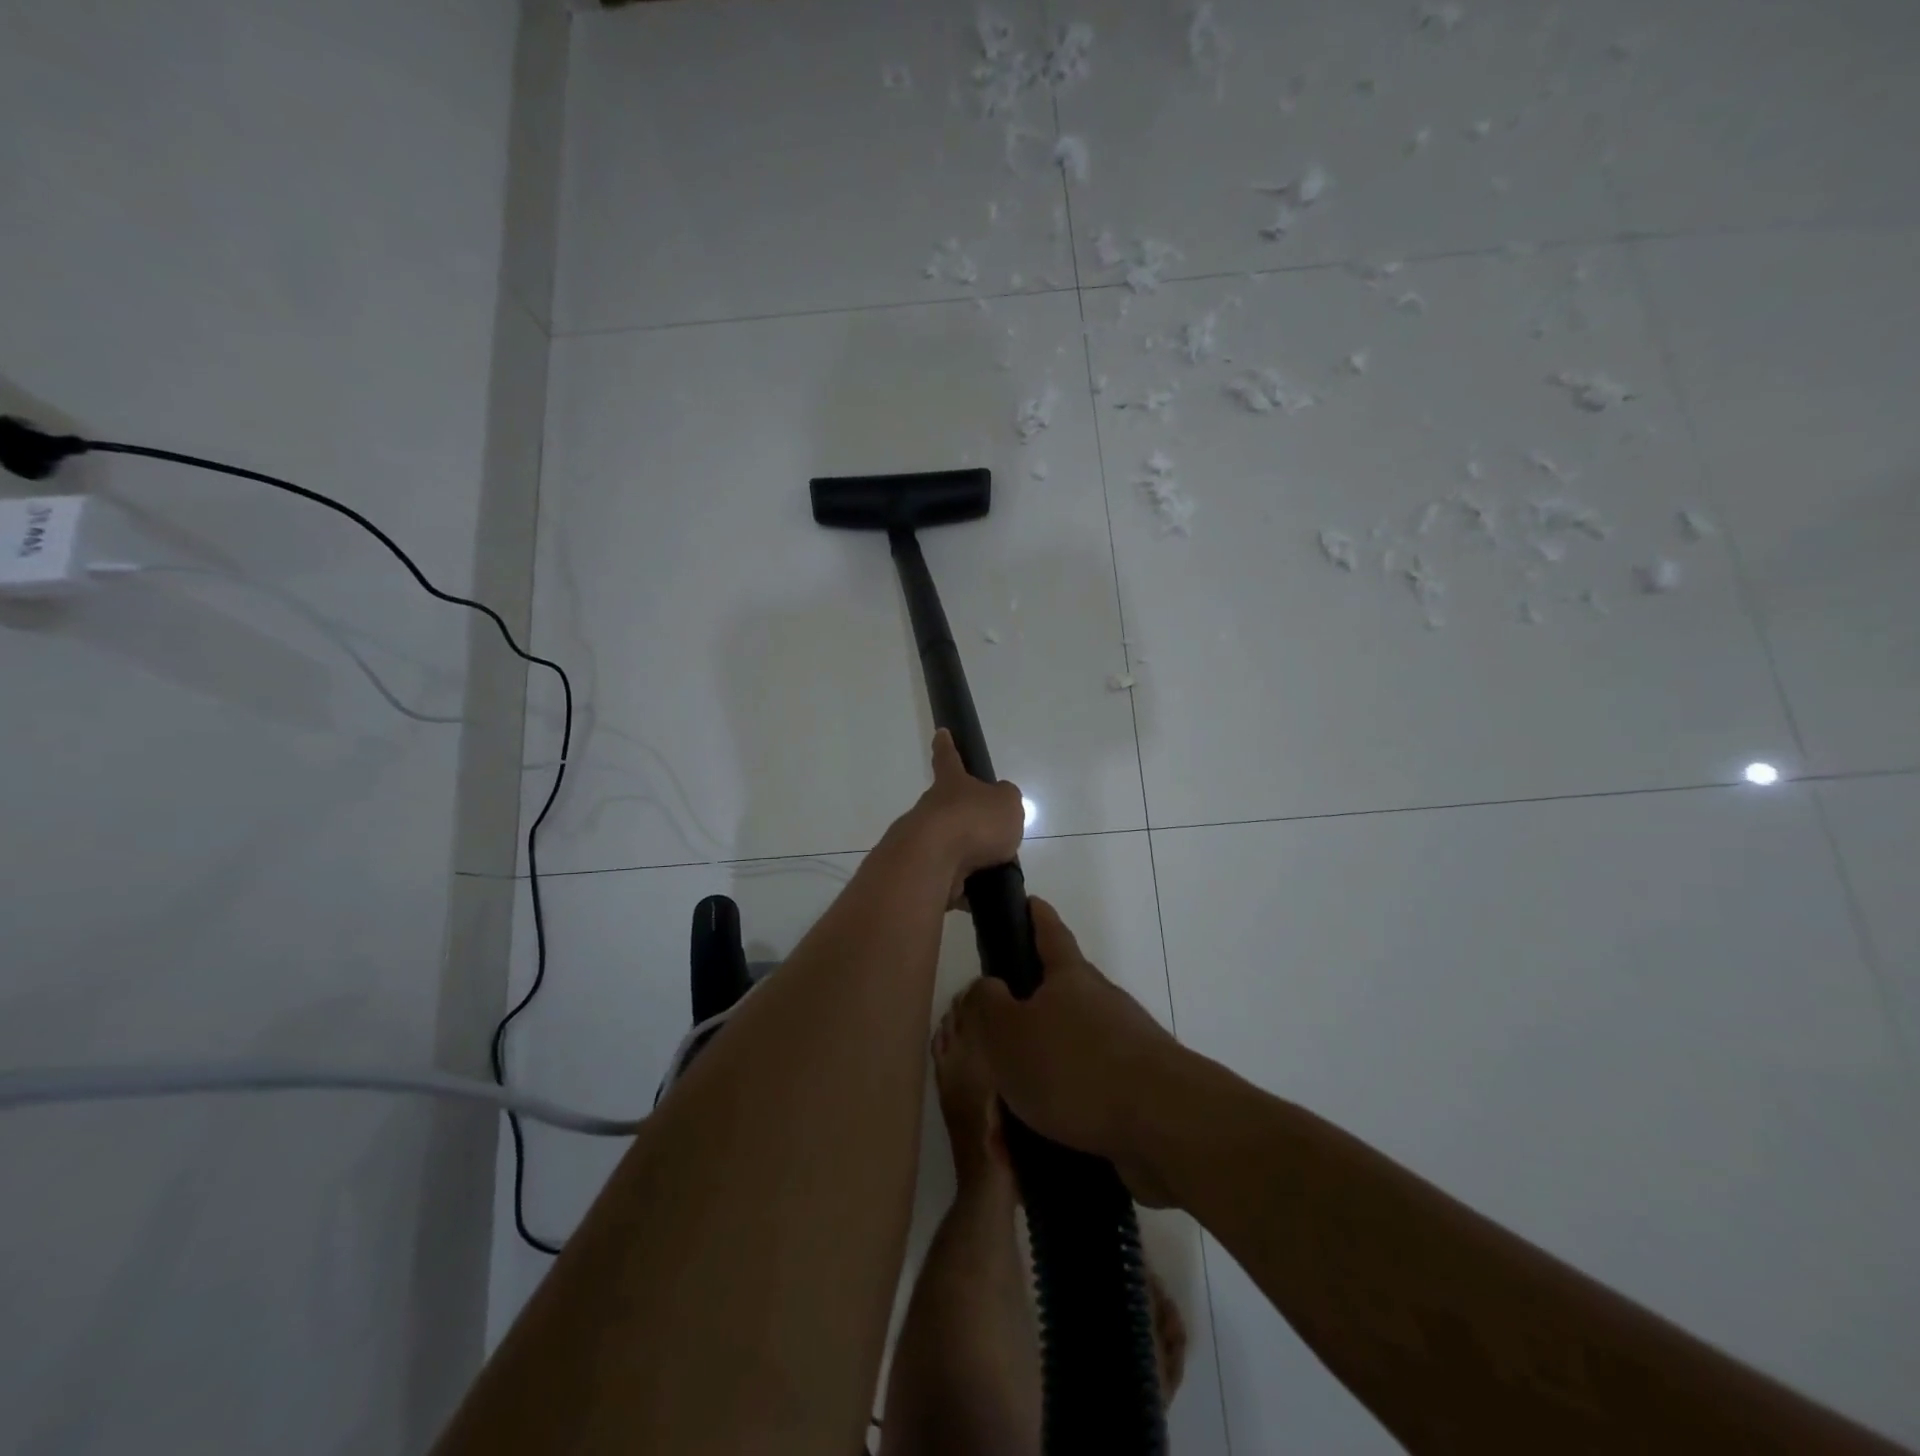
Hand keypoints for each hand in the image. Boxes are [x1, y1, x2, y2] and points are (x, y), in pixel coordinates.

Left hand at [897, 730, 1025, 904]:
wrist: (932, 862)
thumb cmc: (973, 822)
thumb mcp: (1007, 804)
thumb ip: (1006, 801)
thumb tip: (1000, 805)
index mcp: (951, 785)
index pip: (949, 759)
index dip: (947, 746)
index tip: (940, 733)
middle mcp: (931, 809)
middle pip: (949, 809)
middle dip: (966, 820)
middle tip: (991, 836)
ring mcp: (922, 841)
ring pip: (948, 847)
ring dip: (967, 858)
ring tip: (993, 872)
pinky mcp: (920, 873)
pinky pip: (947, 880)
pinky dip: (963, 889)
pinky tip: (980, 898)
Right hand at [951, 897, 1186, 1204]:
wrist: (1164, 1124)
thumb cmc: (1075, 1067)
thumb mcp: (1008, 1033)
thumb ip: (986, 1005)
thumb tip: (988, 986)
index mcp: (1070, 977)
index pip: (1050, 933)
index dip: (1036, 916)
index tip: (1028, 901)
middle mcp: (1101, 1002)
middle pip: (1060, 995)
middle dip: (1028, 1011)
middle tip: (993, 1035)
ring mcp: (1125, 1046)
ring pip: (1070, 1049)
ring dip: (1041, 1070)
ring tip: (1006, 1108)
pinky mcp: (1137, 1090)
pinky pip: (1086, 1091)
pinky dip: (1060, 1107)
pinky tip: (1037, 1140)